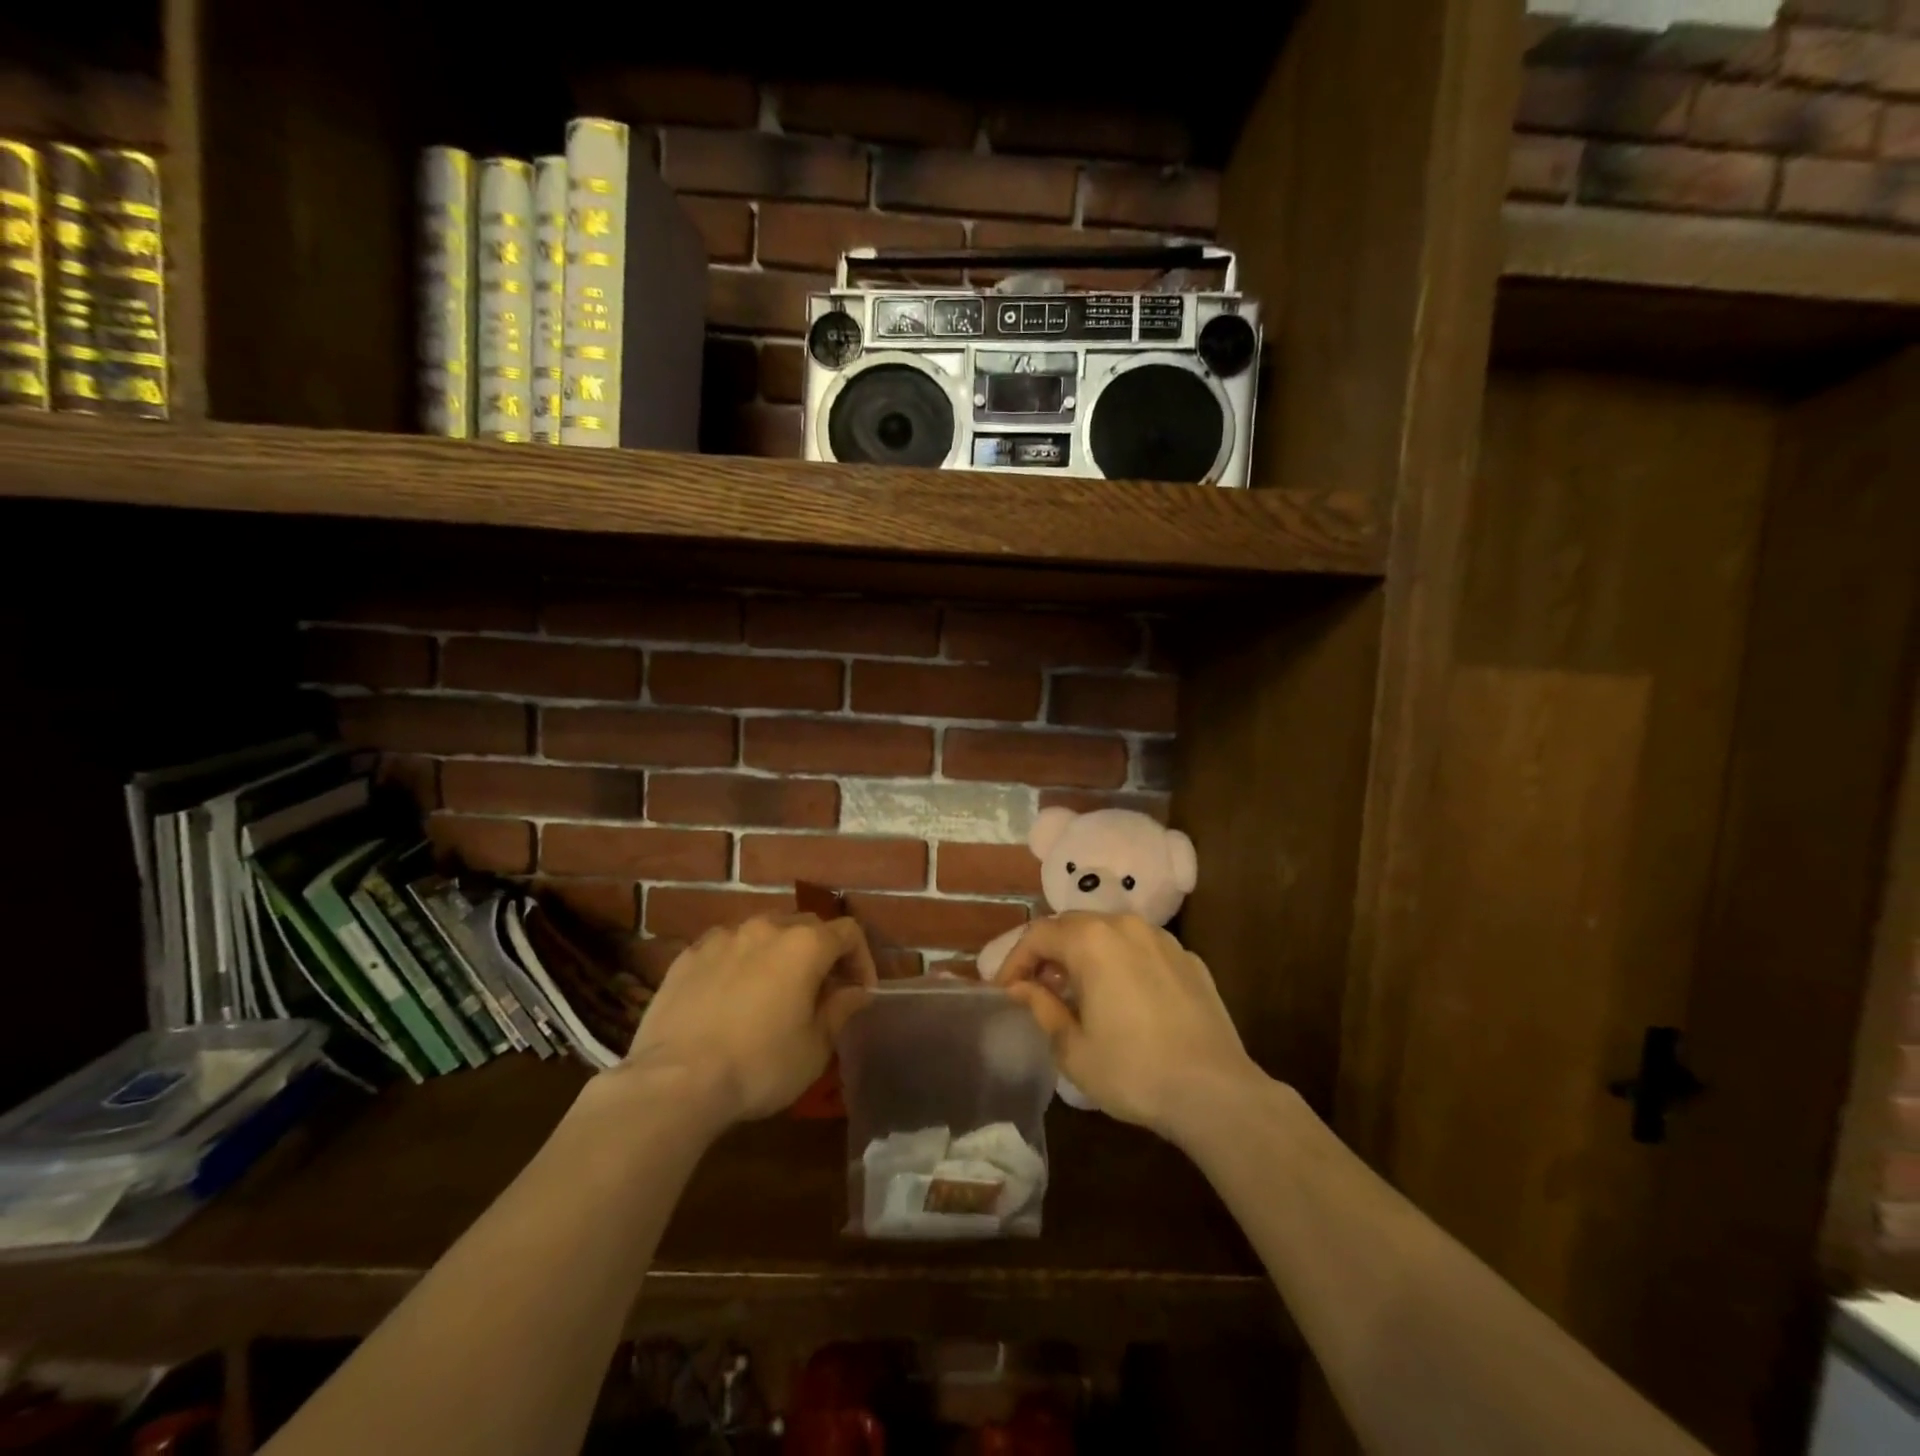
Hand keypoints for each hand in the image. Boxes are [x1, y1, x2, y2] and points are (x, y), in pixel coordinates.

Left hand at [623, 915, 876, 1125]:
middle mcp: (766, 927)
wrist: (675, 1081)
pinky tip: (730, 997)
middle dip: (820, 953)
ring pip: (763, 933)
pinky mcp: (688, 955)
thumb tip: (856, 992)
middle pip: (806, 926)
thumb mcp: (814, 1048)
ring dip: (778, 954)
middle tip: (820, 992)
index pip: (848, 933)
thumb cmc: (759, 1065)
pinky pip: (726, 949)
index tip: (859, 992)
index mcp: (804, 945)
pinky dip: (739, 963)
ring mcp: (723, 937)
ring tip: (773, 991)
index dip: (861, 959)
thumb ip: (840, 1010)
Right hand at [994, 913, 1261, 1140]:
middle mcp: (1125, 925)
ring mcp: (1162, 939)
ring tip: (1077, 991)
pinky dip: (1120, 962)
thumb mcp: (1073, 1048)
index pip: (1038, 934)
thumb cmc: (1133, 1070)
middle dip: (1048, 953)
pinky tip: (1122, 997)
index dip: (1014, 959)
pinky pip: (1141, 949)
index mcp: (1091, 940)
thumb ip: (1041, 1007)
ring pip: (1109, 933)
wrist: (1215, 1091)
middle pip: (1073, 926)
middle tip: (1036, 987)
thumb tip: (1020, 988)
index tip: (1004, 990)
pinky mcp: (1188, 958)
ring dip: (1084, 954)